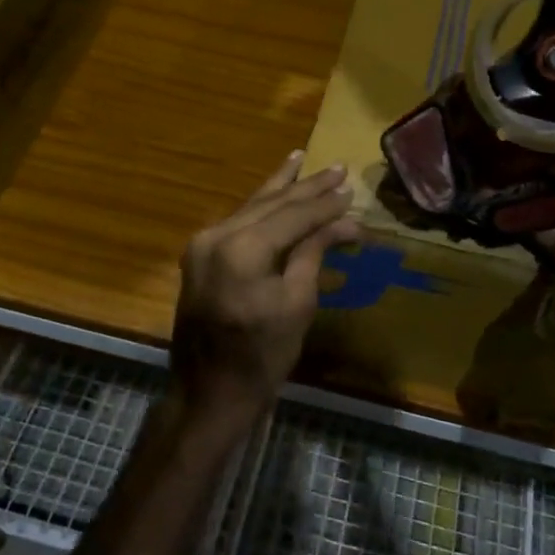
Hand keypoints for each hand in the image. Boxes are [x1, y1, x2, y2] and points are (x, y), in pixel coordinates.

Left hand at [170, 151, 358, 438]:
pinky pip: (238, 222)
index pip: (293, 215)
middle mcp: (217, 235)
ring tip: (303, 160)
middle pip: (271, 204)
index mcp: (241, 249)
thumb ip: (315, 252)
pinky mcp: (201, 255)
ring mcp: (203, 243)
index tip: (353, 189)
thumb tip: (347, 221)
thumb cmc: (261, 357)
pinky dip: (261, 207)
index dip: (326, 204)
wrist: (208, 394)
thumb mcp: (297, 303)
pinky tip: (274, 188)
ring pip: (252, 208)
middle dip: (307, 188)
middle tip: (338, 169)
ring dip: (282, 188)